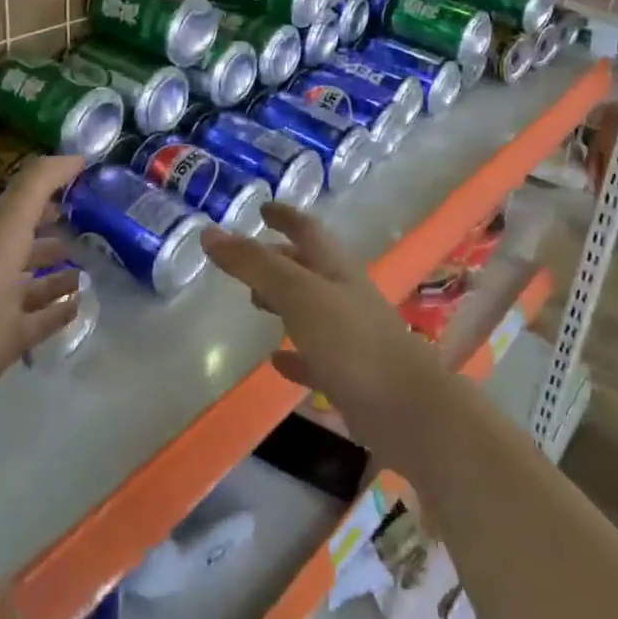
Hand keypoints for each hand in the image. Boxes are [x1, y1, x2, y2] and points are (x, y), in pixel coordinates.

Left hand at [0, 155, 83, 422]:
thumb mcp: (9, 219)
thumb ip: (40, 181)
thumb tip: (77, 156)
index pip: (21, 205)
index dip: (49, 192)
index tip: (84, 183)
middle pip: (27, 243)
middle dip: (54, 232)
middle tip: (92, 226)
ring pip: (36, 283)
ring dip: (59, 274)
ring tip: (89, 268)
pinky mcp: (8, 340)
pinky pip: (41, 320)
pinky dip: (60, 311)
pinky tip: (81, 303)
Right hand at [201, 204, 450, 471]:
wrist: (408, 410)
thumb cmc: (351, 340)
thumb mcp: (297, 293)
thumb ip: (254, 264)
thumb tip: (209, 232)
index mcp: (335, 267)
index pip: (307, 229)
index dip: (285, 216)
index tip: (263, 208)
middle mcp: (344, 294)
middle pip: (308, 267)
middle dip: (279, 259)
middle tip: (247, 261)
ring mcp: (350, 335)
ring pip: (311, 308)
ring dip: (284, 301)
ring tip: (253, 303)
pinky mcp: (351, 375)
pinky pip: (315, 355)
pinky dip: (294, 353)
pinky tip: (276, 361)